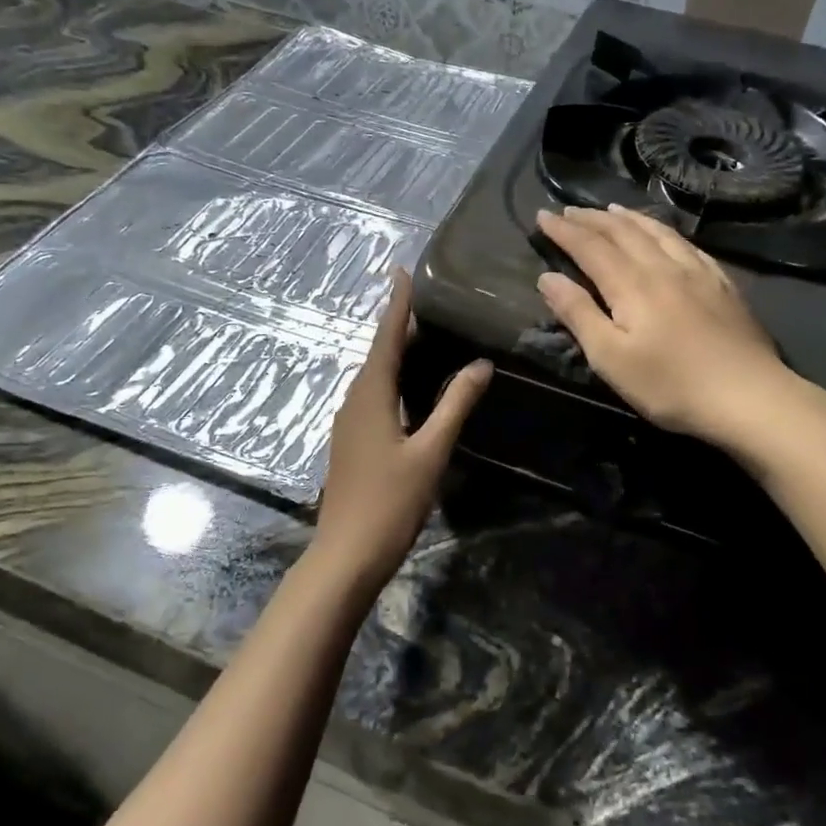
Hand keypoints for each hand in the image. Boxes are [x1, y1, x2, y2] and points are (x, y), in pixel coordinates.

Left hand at [315, 269, 490, 589]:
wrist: (346, 554)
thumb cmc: (390, 502)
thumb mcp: (430, 451)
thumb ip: (455, 406)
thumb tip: (479, 364)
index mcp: (371, 395)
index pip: (386, 338)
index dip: (397, 304)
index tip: (402, 271)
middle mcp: (355, 401)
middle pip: (379, 353)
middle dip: (400, 325)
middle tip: (428, 300)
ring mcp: (349, 422)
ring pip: (375, 375)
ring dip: (397, 352)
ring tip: (426, 334)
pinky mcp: (352, 441)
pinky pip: (374, 395)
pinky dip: (394, 378)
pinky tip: (413, 386)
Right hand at [536, 205, 814, 448]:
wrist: (749, 396)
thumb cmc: (670, 384)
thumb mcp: (610, 358)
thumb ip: (578, 313)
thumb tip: (547, 277)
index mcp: (631, 284)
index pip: (590, 246)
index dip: (564, 230)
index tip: (542, 216)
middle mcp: (662, 266)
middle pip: (622, 232)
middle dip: (591, 219)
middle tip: (568, 210)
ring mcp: (697, 272)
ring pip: (657, 232)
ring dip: (628, 218)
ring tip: (611, 210)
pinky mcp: (722, 284)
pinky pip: (687, 244)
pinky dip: (665, 231)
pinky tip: (665, 234)